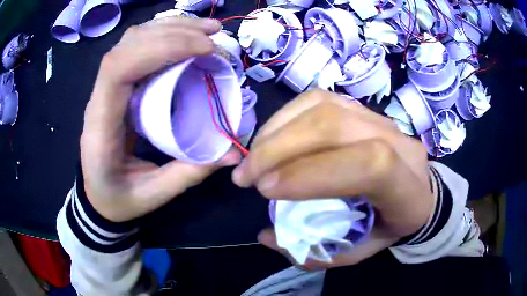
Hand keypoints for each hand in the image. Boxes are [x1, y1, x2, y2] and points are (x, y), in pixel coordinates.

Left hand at [81, 18, 239, 221]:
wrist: (96, 195)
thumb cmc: (117, 198)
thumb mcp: (153, 195)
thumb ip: (189, 173)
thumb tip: (232, 152)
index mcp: (100, 125)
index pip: (120, 69)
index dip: (161, 48)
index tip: (205, 51)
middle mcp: (99, 98)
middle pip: (127, 46)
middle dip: (172, 33)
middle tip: (214, 35)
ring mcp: (105, 88)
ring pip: (131, 41)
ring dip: (169, 28)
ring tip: (206, 30)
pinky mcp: (115, 86)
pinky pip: (135, 48)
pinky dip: (162, 35)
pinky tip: (184, 35)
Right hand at [232, 89, 433, 269]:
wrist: (419, 191)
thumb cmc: (391, 225)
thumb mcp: (359, 251)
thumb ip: (315, 251)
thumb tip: (267, 235)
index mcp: (408, 188)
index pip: (371, 165)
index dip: (313, 174)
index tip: (267, 191)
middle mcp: (400, 143)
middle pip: (335, 126)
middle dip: (278, 149)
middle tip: (245, 176)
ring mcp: (380, 118)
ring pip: (322, 107)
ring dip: (275, 131)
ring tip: (252, 158)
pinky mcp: (361, 107)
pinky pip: (318, 99)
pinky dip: (285, 117)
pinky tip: (270, 137)